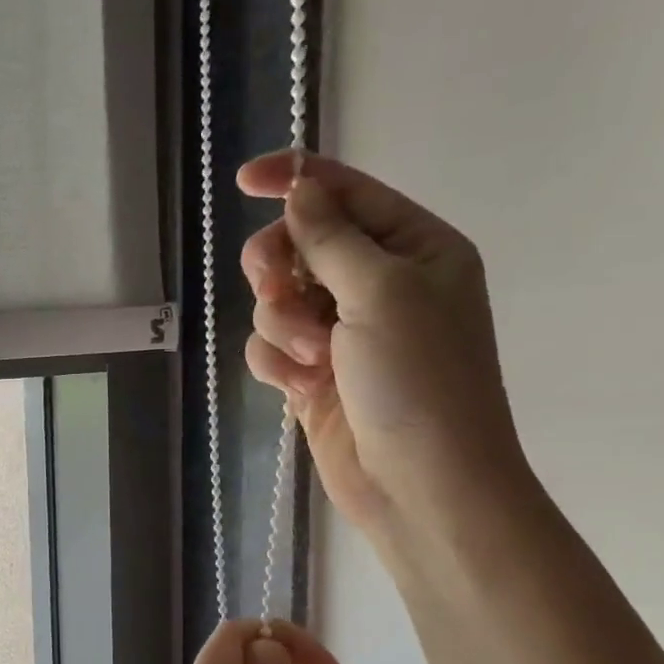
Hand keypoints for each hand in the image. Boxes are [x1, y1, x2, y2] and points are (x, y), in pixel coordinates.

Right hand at [238, 152, 525, 531]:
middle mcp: (378, 284)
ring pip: (277, 299)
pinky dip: (276, 362)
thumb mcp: (381, 291)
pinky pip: (270, 346)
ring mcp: (343, 332)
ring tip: (309, 357)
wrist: (419, 483)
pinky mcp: (314, 374)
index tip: (244, 181)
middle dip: (279, 266)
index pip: (346, 193)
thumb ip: (332, 237)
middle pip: (300, 245)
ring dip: (281, 324)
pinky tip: (299, 386)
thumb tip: (300, 190)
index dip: (296, 180)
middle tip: (275, 286)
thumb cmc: (419, 378)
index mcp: (414, 249)